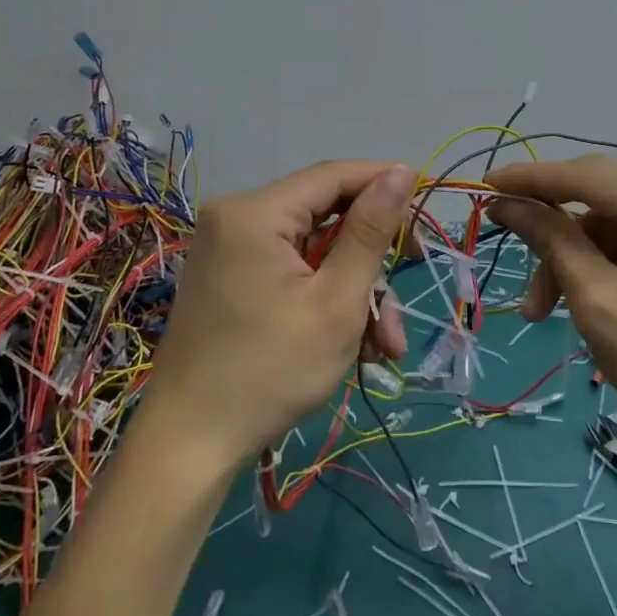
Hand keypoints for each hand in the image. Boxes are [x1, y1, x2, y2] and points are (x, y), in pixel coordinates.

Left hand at [141, 160, 415, 471]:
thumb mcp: (336, 302)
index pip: (334, 175)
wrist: (190, 446)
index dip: (385, 186)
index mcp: (255, 212)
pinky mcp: (229, 276)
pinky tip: (352, 345)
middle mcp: (236, 217)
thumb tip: (402, 169)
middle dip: (371, 263)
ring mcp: (229, 249)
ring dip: (353, 292)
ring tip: (382, 347)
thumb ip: (370, 231)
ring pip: (314, 251)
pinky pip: (290, 270)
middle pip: (326, 217)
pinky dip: (322, 298)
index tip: (426, 216)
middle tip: (402, 303)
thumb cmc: (269, 372)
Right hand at [485, 156, 616, 470]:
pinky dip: (606, 264)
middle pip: (603, 196)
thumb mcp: (600, 303)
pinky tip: (588, 301)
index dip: (530, 179)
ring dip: (576, 257)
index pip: (588, 174)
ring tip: (545, 310)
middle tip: (511, 258)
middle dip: (553, 231)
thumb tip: (507, 202)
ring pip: (616, 222)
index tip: (483, 186)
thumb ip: (552, 241)